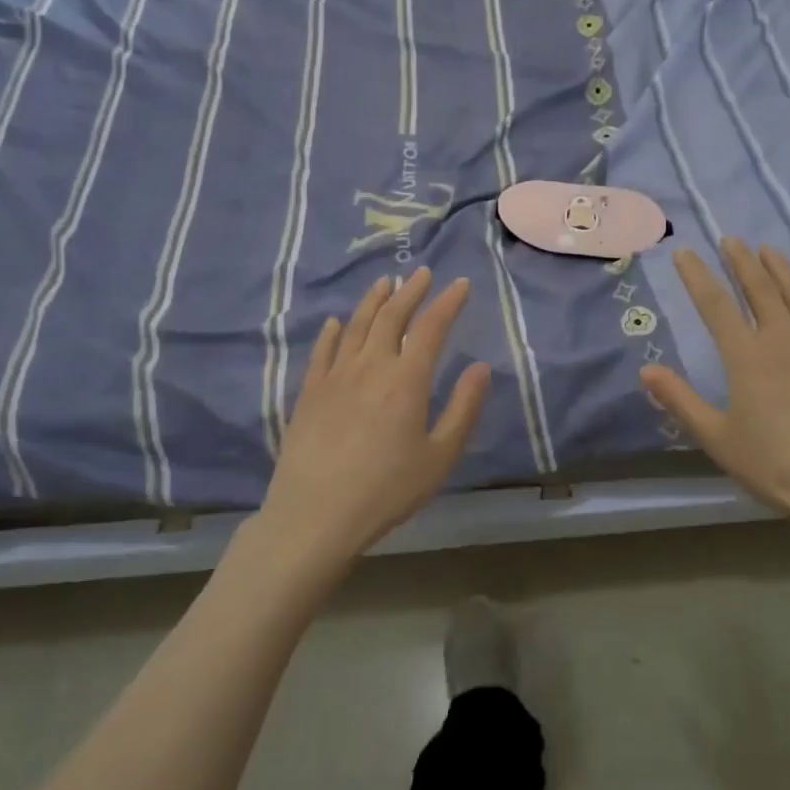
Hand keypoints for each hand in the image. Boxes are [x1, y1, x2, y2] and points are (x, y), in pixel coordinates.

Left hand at [258, 268, 490, 568]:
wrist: (314, 516)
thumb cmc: (386, 490)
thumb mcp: (439, 456)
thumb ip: (463, 408)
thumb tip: (480, 367)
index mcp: (407, 379)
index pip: (431, 327)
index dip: (448, 302)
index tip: (461, 284)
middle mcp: (371, 365)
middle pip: (392, 316)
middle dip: (411, 291)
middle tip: (422, 273)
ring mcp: (335, 376)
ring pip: (357, 325)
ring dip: (373, 300)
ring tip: (385, 283)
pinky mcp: (309, 392)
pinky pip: (323, 350)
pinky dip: (334, 331)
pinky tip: (337, 323)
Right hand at [639, 239, 789, 543]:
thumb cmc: (774, 465)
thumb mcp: (716, 438)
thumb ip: (680, 401)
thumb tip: (646, 371)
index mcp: (746, 356)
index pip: (715, 304)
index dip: (697, 276)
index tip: (684, 253)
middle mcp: (782, 340)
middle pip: (759, 289)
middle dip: (742, 262)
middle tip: (731, 239)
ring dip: (783, 269)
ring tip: (769, 249)